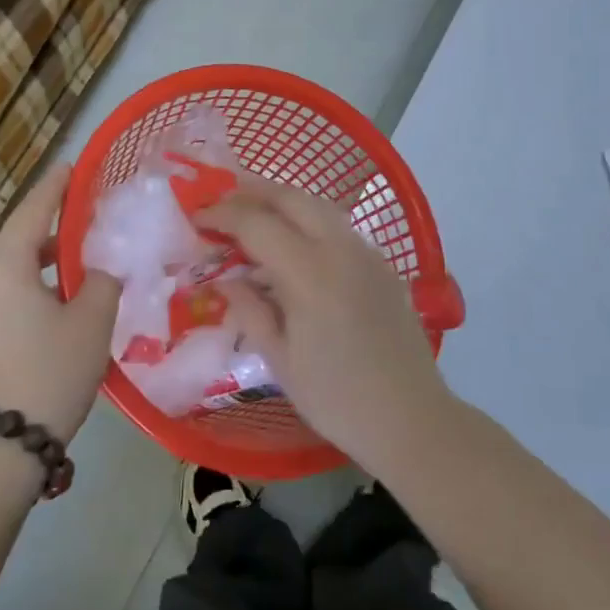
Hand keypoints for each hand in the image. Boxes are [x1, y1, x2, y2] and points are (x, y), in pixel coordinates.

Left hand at [0, 165, 119, 442]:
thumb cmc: (49, 371)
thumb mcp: (92, 322)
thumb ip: (103, 282)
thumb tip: (100, 271)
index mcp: (2, 266)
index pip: (32, 212)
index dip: (54, 188)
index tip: (70, 166)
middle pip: (20, 245)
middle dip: (55, 237)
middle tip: (90, 232)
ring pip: (11, 277)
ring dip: (44, 272)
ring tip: (81, 279)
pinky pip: (1, 302)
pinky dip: (29, 296)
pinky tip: (56, 314)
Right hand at [200, 176, 453, 469]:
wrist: (412, 419)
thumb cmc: (337, 398)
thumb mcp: (279, 360)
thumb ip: (249, 310)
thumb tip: (226, 279)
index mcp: (310, 273)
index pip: (257, 223)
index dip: (222, 214)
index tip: (197, 216)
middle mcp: (341, 249)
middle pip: (291, 198)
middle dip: (252, 190)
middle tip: (222, 198)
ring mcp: (367, 253)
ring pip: (319, 206)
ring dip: (282, 201)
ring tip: (252, 211)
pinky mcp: (382, 265)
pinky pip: (338, 227)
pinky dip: (308, 221)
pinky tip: (294, 243)